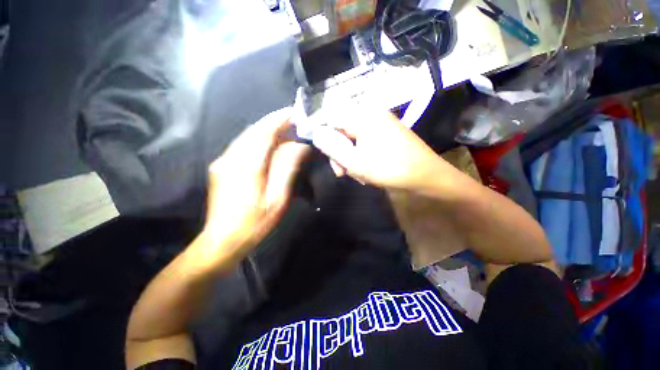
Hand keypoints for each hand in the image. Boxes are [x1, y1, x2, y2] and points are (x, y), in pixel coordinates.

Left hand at [203, 108, 309, 261]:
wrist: (222, 240)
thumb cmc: (255, 222)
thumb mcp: (278, 198)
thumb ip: (288, 168)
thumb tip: (300, 146)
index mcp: (247, 165)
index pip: (265, 131)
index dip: (280, 119)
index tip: (296, 112)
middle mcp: (231, 156)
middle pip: (255, 130)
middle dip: (275, 122)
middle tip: (294, 121)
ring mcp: (223, 160)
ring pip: (248, 136)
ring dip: (267, 130)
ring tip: (286, 130)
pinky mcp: (221, 166)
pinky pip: (242, 145)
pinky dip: (258, 139)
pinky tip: (269, 144)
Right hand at [312, 109, 444, 190]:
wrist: (426, 175)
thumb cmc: (391, 169)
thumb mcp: (356, 162)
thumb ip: (332, 147)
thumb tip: (315, 133)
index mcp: (363, 116)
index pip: (330, 116)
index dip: (322, 134)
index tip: (324, 154)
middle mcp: (370, 114)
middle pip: (341, 129)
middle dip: (338, 152)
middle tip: (342, 172)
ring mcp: (379, 123)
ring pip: (351, 138)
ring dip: (350, 157)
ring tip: (358, 174)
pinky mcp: (384, 132)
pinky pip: (363, 141)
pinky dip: (360, 156)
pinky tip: (366, 170)